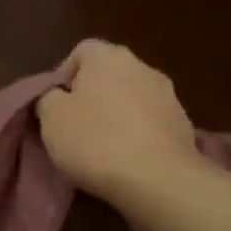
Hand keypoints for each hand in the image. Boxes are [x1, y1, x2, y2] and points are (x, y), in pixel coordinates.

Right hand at [35, 40, 198, 204]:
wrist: (158, 179)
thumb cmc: (96, 141)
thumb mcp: (51, 118)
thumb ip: (47, 97)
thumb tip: (56, 96)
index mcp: (108, 57)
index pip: (81, 51)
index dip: (63, 75)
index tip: (55, 105)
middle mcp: (142, 66)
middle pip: (108, 74)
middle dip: (91, 95)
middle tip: (74, 126)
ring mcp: (168, 95)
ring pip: (131, 97)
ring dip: (116, 114)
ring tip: (102, 146)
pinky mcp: (183, 124)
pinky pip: (150, 122)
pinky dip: (137, 133)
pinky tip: (127, 158)